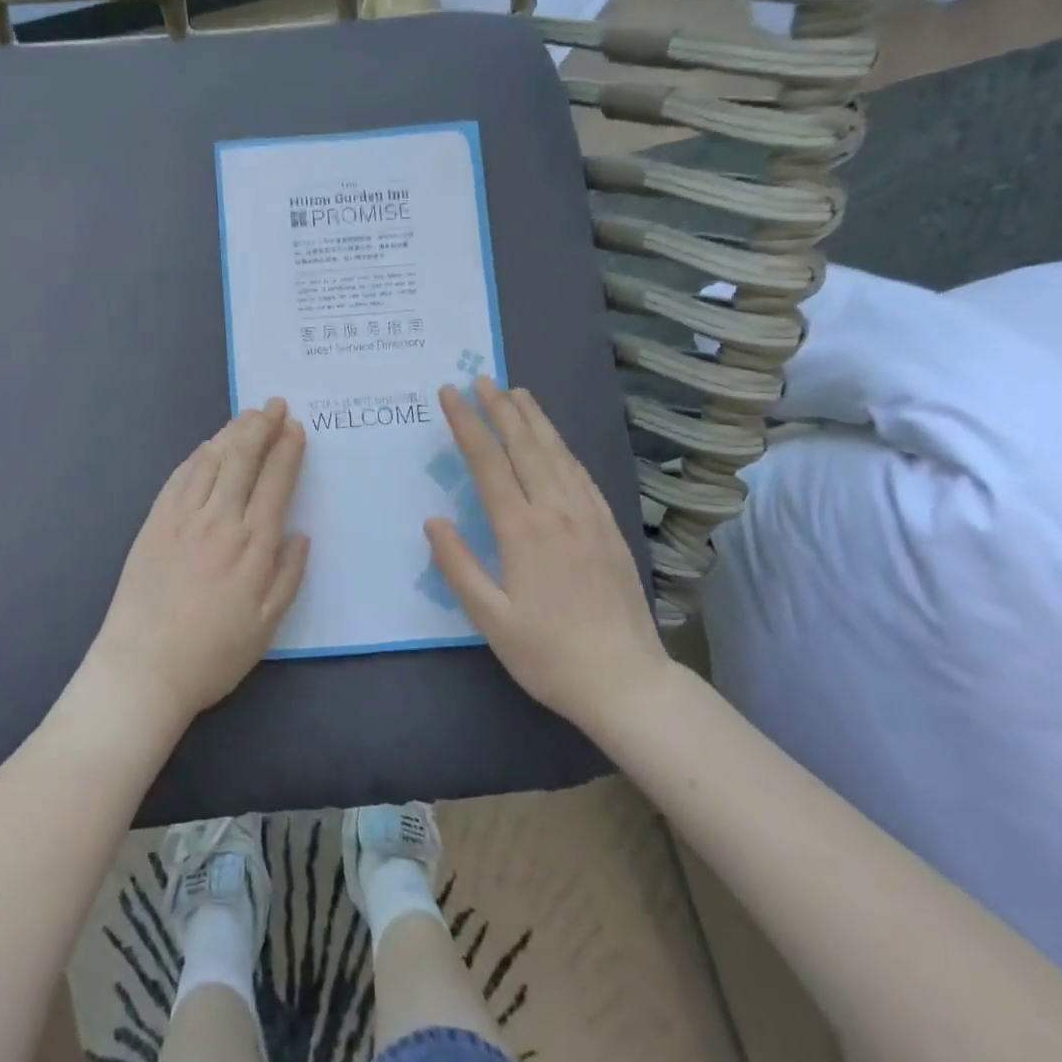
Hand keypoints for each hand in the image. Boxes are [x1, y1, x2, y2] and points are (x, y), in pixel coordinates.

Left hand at [84, 398, 309, 731]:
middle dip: (262, 426)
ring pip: (211, 460)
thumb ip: (288, 576)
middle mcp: (220, 521)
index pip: (275, 482)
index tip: (296, 428)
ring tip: (247, 415)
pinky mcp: (154, 522)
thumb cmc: (212, 654)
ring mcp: (182, 518)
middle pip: (244, 459)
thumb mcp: (267, 626)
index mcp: (253, 545)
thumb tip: (300, 534)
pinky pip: (179, 477)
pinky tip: (207, 447)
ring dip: (232, 432)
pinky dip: (198, 455)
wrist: (142, 668)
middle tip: (275, 405)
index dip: (288, 450)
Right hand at [426, 377, 670, 728]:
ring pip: (557, 452)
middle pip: (525, 445)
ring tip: (517, 392)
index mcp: (522, 530)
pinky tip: (555, 440)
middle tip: (481, 379)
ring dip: (534, 419)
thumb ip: (458, 566)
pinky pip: (582, 473)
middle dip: (500, 408)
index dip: (467, 424)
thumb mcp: (490, 619)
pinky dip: (563, 447)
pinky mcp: (609, 527)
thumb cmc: (548, 654)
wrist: (627, 682)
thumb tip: (434, 520)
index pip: (488, 462)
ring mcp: (588, 516)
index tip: (450, 394)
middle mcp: (557, 511)